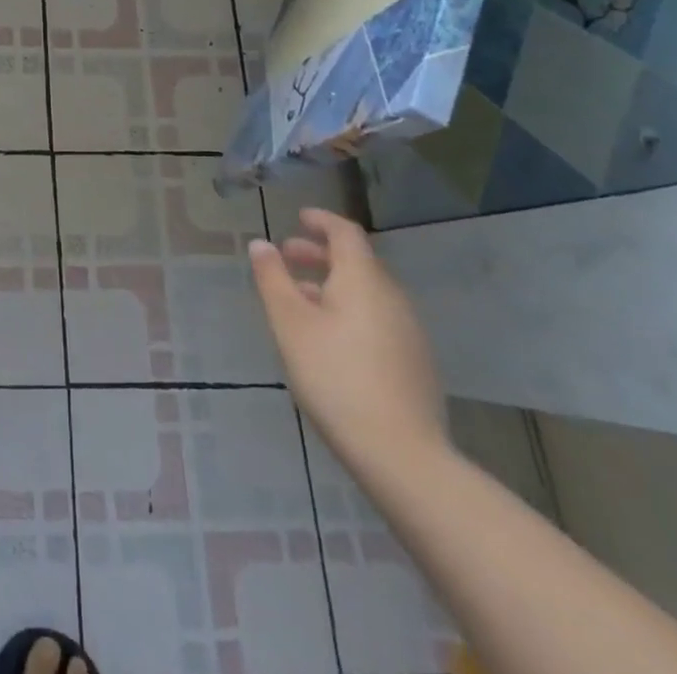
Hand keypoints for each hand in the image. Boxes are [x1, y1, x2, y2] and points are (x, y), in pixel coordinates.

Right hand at [249, 208, 445, 477]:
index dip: (321, 221)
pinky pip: (378, 318)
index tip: (298, 219)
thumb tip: (261, 244)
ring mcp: (409, 332)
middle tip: (287, 258)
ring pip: (367, 292)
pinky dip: (351, 310)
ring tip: (301, 300)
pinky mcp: (415, 363)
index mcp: (364, 279)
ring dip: (333, 284)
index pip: (345, 232)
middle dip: (320, 254)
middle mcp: (392, 297)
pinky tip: (330, 338)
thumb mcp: (290, 324)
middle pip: (357, 262)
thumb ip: (273, 278)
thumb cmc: (335, 377)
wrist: (402, 457)